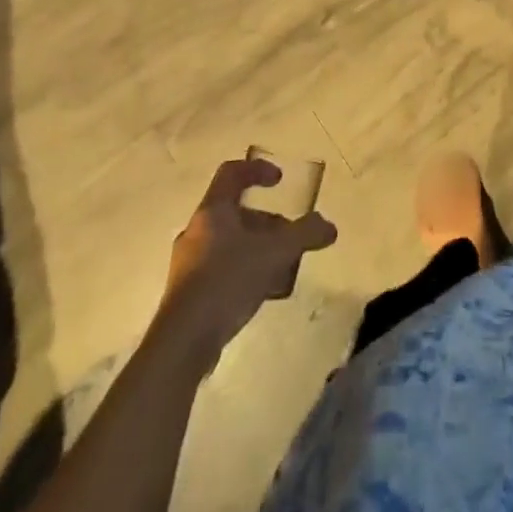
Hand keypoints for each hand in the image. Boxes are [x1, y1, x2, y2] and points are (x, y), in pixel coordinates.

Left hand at [157, 159, 337, 364]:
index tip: (280, 180)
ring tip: (279, 265)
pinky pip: (220, 268)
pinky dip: (242, 270)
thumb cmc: (227, 281)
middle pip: (233, 212)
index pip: (232, 173)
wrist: (183, 342)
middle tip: (287, 234)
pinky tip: (259, 292)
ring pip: (227, 242)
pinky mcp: (186, 294)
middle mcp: (196, 231)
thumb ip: (304, 235)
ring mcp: (188, 263)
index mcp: (213, 211)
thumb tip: (329, 227)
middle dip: (265, 220)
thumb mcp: (275, 253)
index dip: (257, 170)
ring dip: (255, 247)